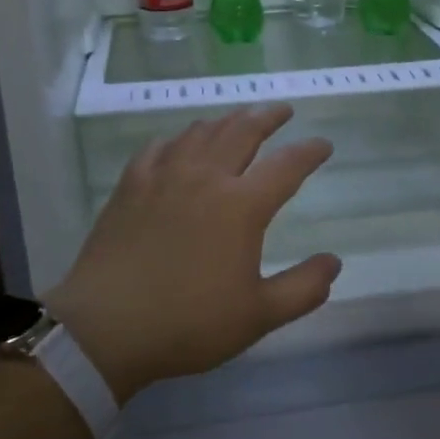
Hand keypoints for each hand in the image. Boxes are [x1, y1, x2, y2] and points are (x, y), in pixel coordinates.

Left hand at [46, 104, 340, 400]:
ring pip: (200, 132)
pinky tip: (179, 143)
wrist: (105, 328)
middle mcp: (205, 178)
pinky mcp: (131, 186)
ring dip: (226, 120)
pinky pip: (159, 147)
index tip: (323, 145)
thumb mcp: (258, 316)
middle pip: (242, 131)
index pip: (286, 166)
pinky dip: (178, 139)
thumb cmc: (188, 323)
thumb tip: (334, 262)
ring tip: (238, 119)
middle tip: (282, 110)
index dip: (309, 152)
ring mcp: (163, 177)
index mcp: (241, 206)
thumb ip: (303, 288)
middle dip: (267, 116)